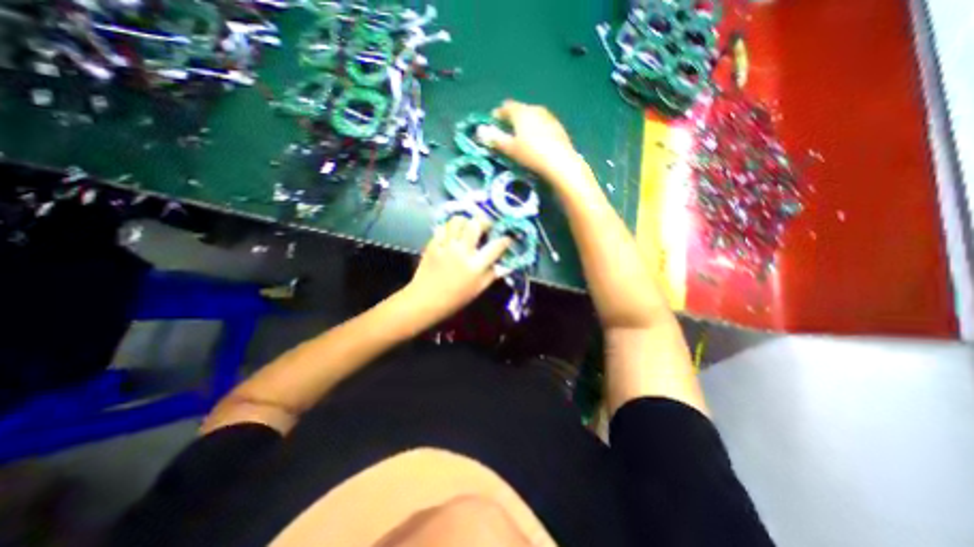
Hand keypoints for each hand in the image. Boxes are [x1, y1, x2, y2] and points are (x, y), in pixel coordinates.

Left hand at [402, 215, 509, 321]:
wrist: (425, 300)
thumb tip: (503, 265)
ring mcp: (446, 246)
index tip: (507, 238)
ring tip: (467, 227)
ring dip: (465, 222)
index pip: (496, 247)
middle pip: (475, 225)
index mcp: (476, 266)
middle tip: (485, 226)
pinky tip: (451, 235)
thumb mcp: (478, 290)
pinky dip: (449, 229)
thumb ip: (491, 275)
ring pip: (457, 221)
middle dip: (484, 222)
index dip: (505, 240)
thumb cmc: (454, 299)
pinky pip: (442, 228)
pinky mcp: (433, 245)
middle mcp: (462, 252)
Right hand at [477, 98, 580, 178]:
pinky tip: (537, 141)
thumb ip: (495, 139)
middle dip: (512, 119)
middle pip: (520, 110)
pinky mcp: (558, 127)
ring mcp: (549, 117)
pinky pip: (543, 124)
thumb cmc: (531, 153)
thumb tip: (481, 131)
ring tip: (521, 137)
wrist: (560, 161)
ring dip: (525, 124)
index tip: (493, 123)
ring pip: (533, 116)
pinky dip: (536, 129)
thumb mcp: (510, 148)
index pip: (506, 107)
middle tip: (507, 130)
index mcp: (521, 112)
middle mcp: (535, 109)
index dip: (498, 114)